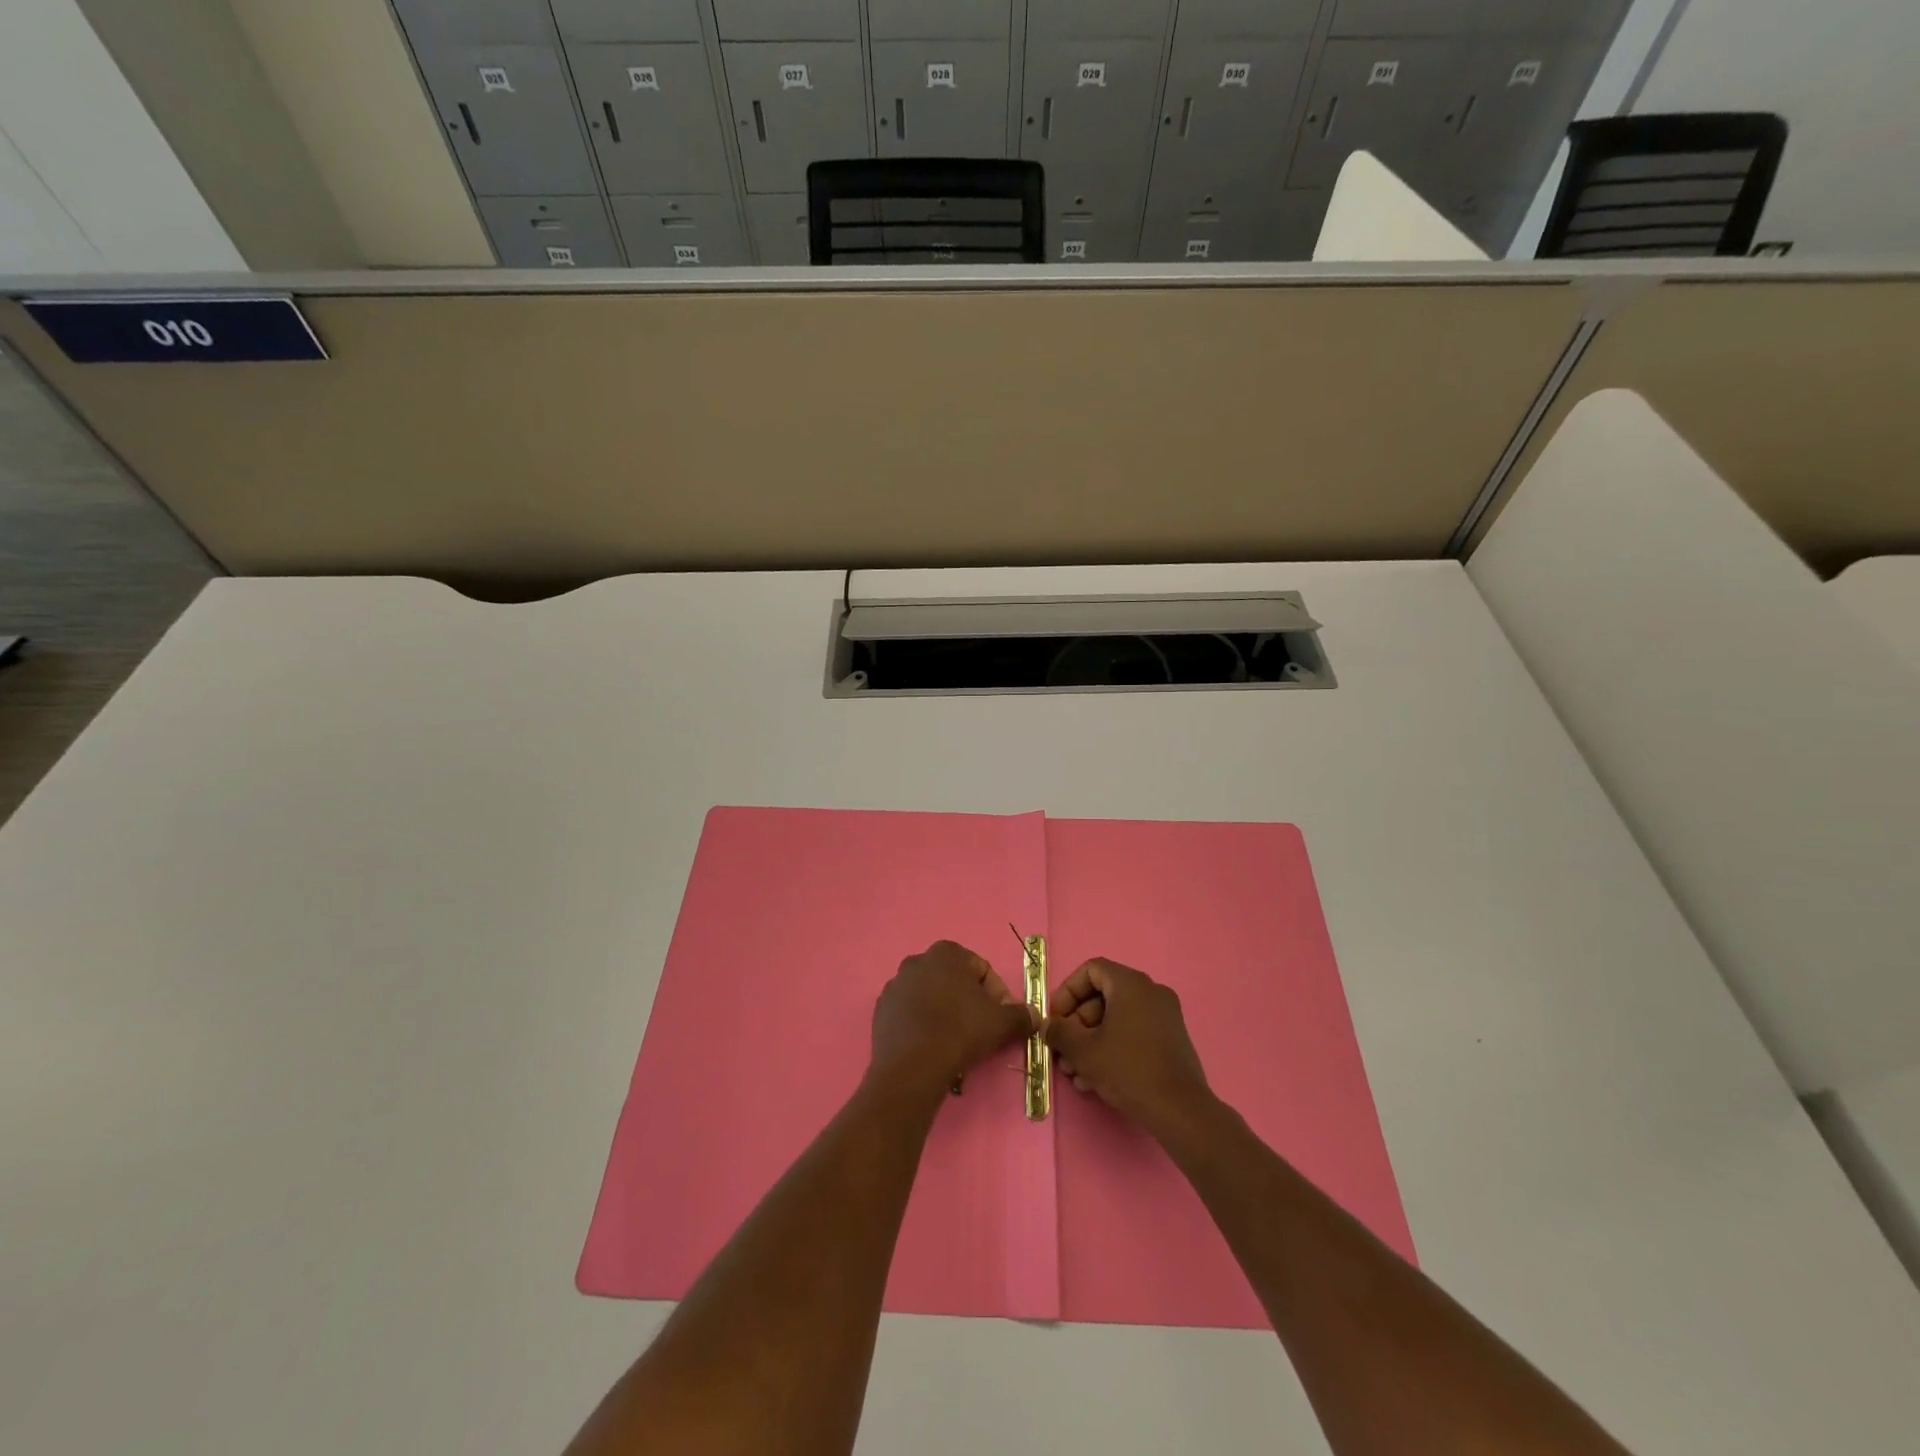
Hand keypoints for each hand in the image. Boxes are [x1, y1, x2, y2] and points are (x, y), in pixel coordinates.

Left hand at [871, 940, 1036, 1099]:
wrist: (913, 1066)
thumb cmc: (960, 1032)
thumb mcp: (1001, 1023)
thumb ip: (1021, 1015)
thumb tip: (1034, 1016)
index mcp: (947, 953)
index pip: (981, 970)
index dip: (997, 995)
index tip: (1002, 1019)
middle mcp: (917, 960)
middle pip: (954, 980)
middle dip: (969, 1001)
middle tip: (980, 1029)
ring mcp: (895, 984)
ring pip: (930, 995)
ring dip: (944, 1011)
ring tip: (954, 1040)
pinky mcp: (881, 1008)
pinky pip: (909, 1012)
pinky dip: (922, 1023)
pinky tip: (930, 1044)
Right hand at [1045, 957, 1211, 1137]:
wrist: (1180, 1111)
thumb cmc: (1128, 1070)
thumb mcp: (1083, 1051)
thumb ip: (1059, 1032)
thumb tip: (1048, 1025)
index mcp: (1131, 984)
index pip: (1091, 970)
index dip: (1067, 991)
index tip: (1056, 1019)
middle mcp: (1151, 992)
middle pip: (1103, 996)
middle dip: (1077, 1024)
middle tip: (1063, 1052)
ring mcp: (1165, 1015)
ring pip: (1117, 1018)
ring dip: (1091, 1040)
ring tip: (1075, 1073)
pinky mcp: (1171, 1039)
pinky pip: (1134, 1031)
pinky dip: (1112, 1046)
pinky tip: (1096, 1079)